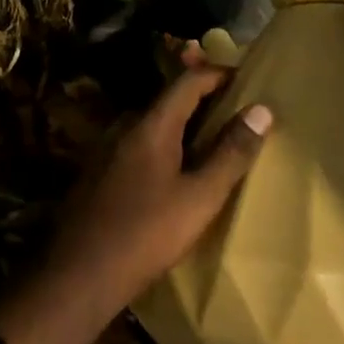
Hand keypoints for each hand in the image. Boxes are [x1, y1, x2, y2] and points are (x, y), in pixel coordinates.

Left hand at [45, 46, 271, 312]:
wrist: (82, 269)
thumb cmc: (147, 231)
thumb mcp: (200, 196)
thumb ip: (230, 153)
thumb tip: (261, 110)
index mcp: (150, 125)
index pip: (187, 82)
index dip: (217, 74)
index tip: (245, 78)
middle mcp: (126, 127)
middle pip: (168, 100)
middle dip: (203, 98)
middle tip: (237, 108)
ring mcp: (108, 148)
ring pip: (154, 123)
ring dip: (184, 123)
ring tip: (216, 137)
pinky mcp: (101, 171)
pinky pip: (140, 144)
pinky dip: (166, 143)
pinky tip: (179, 167)